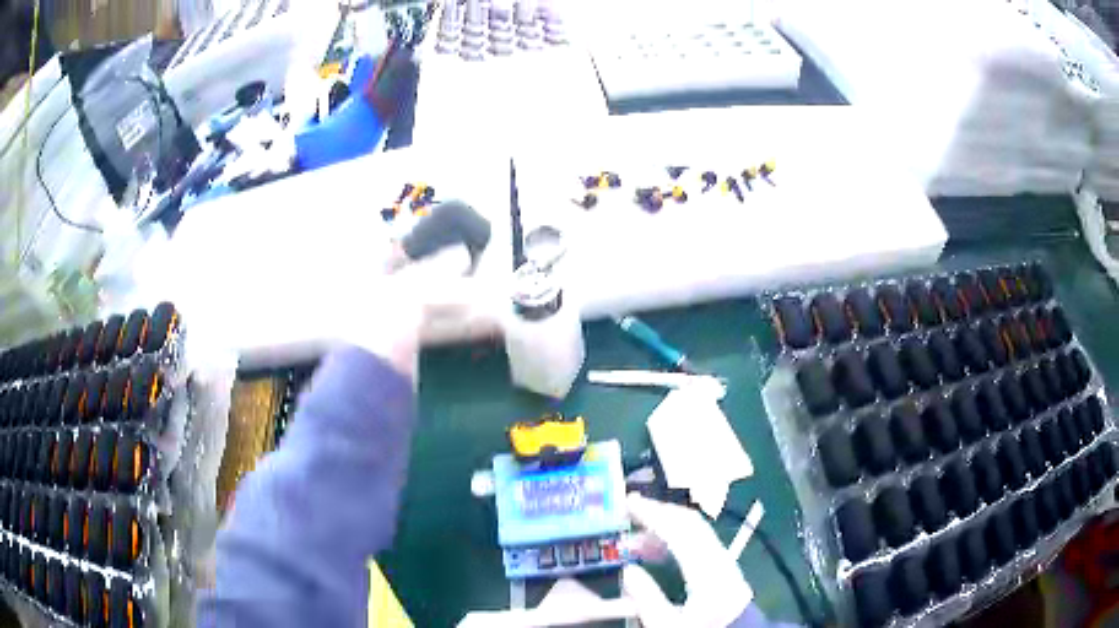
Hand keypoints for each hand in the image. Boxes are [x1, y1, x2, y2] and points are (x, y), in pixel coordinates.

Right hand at [623, 493, 752, 627]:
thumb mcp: (667, 626)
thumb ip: (647, 599)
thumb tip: (628, 569)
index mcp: (708, 573)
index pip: (681, 531)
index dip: (654, 514)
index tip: (629, 504)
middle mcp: (721, 560)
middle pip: (692, 524)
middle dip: (660, 512)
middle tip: (630, 508)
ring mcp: (725, 562)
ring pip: (696, 531)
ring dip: (665, 526)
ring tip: (633, 537)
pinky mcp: (724, 569)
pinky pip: (699, 543)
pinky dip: (675, 539)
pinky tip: (654, 550)